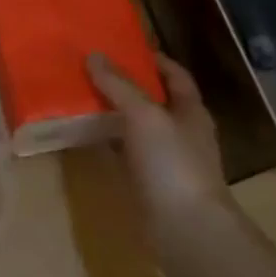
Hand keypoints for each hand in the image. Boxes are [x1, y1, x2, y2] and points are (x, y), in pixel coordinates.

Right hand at [87, 53, 231, 243]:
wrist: (185, 228)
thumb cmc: (172, 163)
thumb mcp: (144, 115)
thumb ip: (119, 86)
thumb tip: (94, 56)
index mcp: (191, 111)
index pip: (175, 76)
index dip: (154, 60)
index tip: (124, 48)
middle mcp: (182, 133)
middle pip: (155, 101)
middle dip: (128, 86)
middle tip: (93, 71)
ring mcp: (167, 161)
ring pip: (139, 129)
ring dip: (116, 115)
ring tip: (83, 99)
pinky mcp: (150, 185)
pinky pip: (127, 155)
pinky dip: (110, 144)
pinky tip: (88, 139)